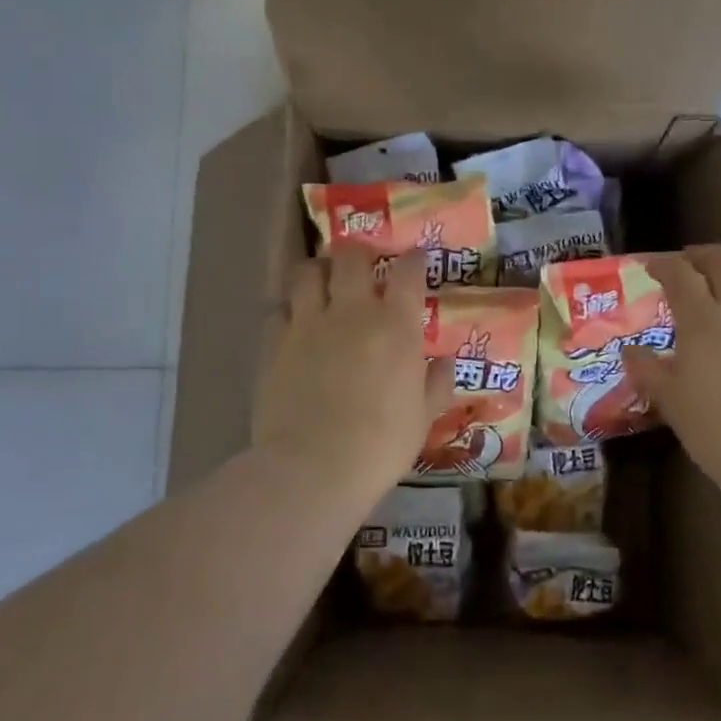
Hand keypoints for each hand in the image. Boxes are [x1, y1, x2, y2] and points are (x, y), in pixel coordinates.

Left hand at [251, 248, 452, 503]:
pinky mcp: (274, 344)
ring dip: (318, 271)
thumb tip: (446, 363)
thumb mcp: (422, 418)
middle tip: (363, 265)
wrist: (313, 466)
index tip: (416, 259)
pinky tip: (295, 325)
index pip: (408, 271)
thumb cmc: (381, 444)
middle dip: (359, 253)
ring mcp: (308, 324)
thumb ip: (436, 384)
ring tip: (323, 283)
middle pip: (351, 256)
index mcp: (396, 325)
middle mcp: (352, 311)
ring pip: (307, 272)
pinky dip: (289, 310)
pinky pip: (279, 310)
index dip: (413, 259)